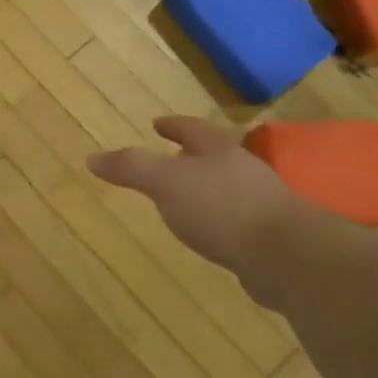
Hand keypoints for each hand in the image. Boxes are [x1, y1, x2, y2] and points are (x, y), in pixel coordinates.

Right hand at [88, 116, 310, 278]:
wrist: (285, 255)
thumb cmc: (221, 206)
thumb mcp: (165, 182)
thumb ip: (130, 168)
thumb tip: (91, 158)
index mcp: (218, 150)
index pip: (192, 129)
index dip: (173, 125)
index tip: (156, 123)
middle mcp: (242, 170)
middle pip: (213, 156)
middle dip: (190, 156)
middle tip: (168, 159)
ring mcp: (260, 203)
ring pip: (226, 188)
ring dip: (205, 189)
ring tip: (182, 199)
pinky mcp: (268, 236)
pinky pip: (236, 220)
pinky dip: (218, 221)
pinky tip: (207, 234)